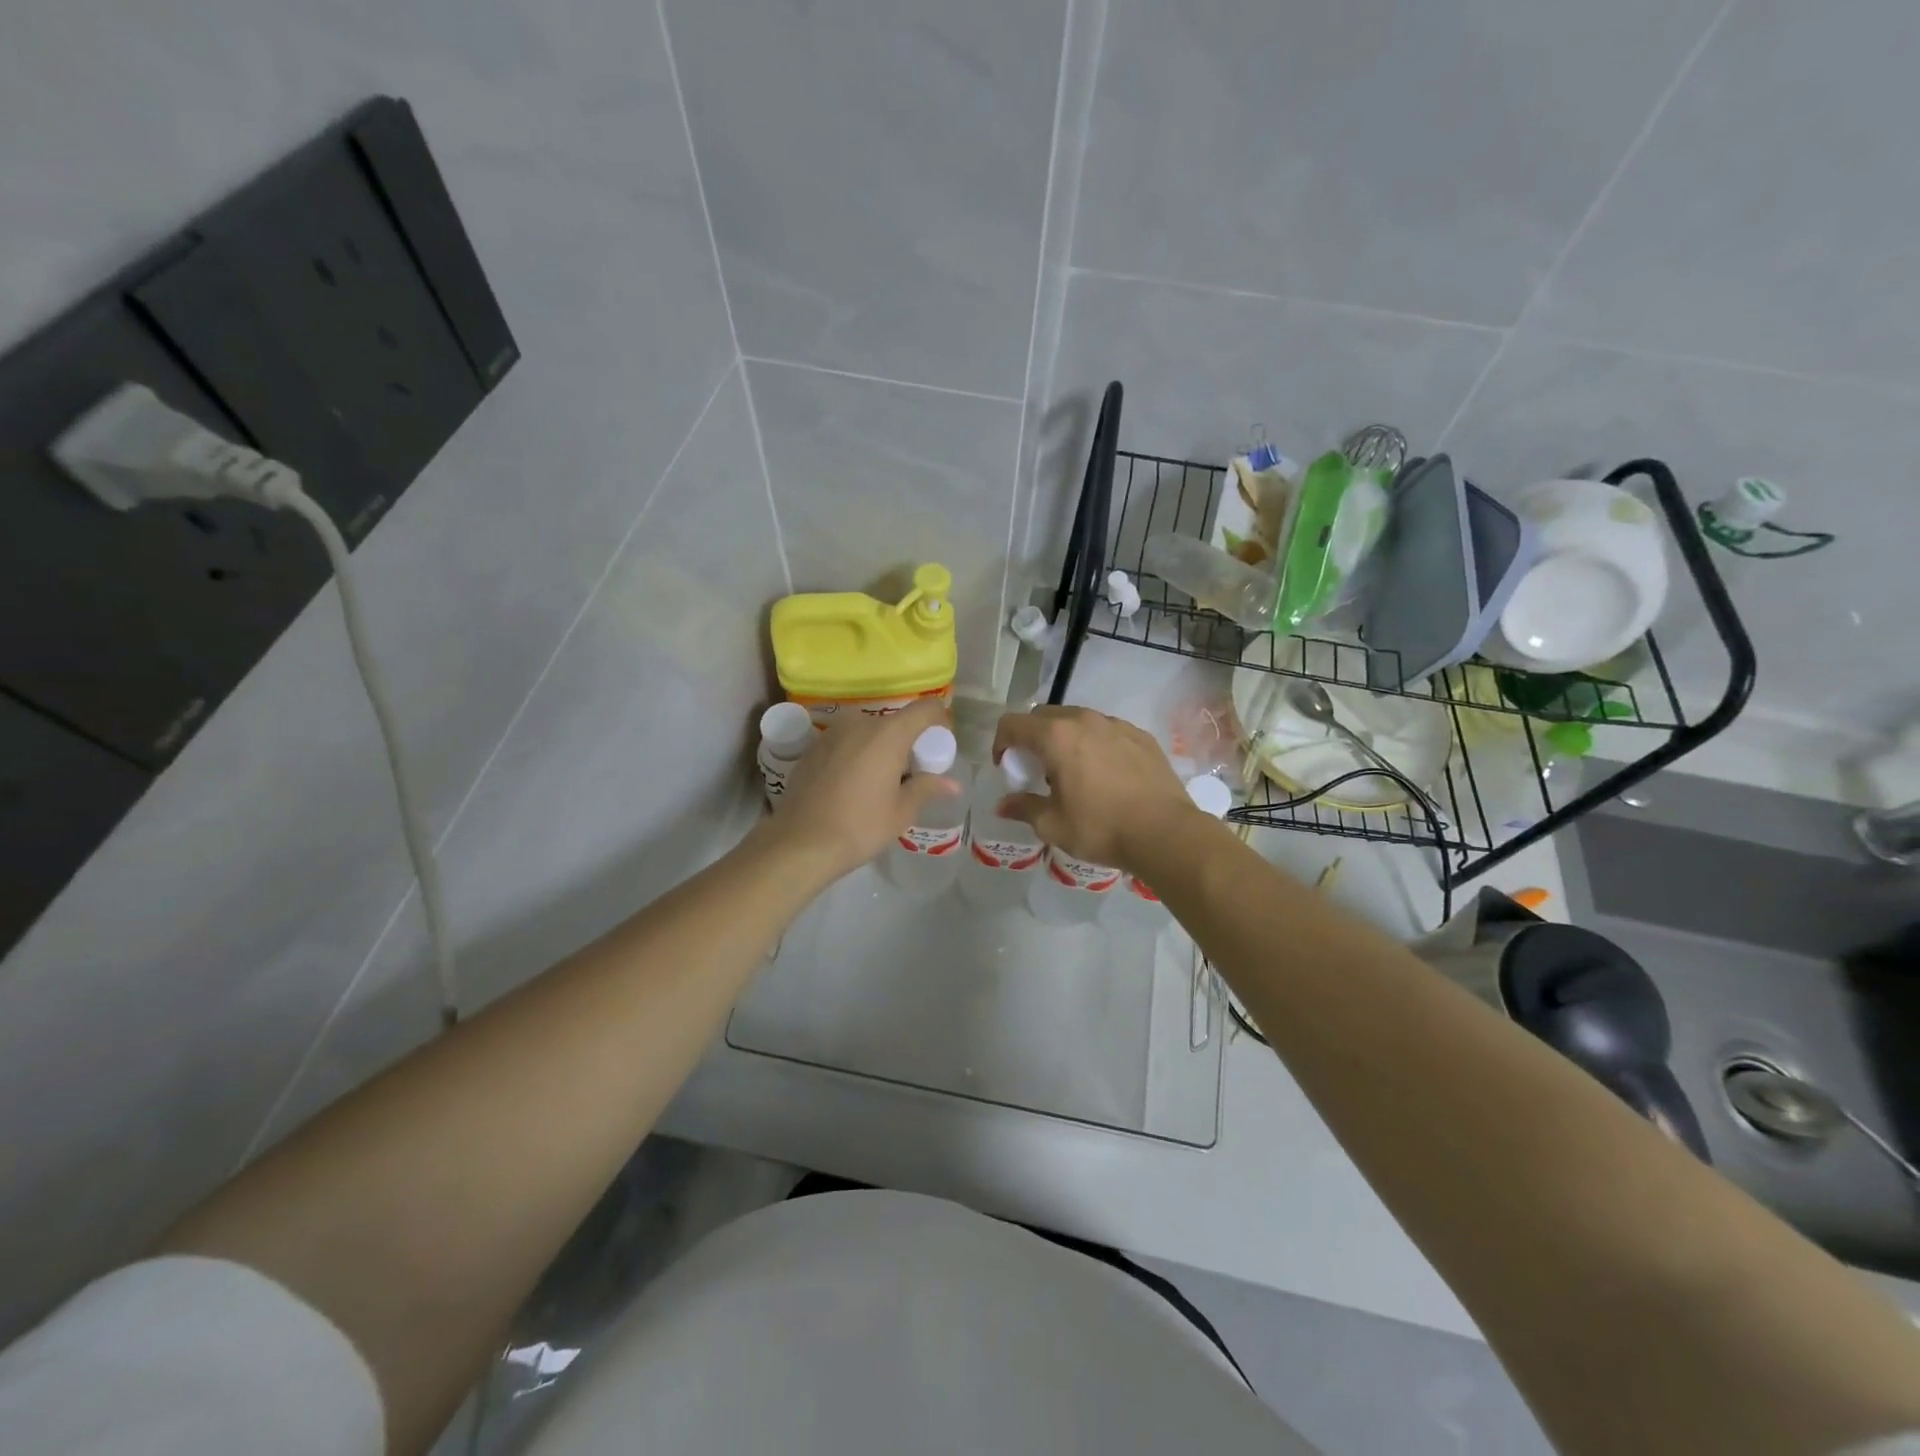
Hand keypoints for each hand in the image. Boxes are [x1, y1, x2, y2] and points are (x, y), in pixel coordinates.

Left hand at [769, 698, 960, 878]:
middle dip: (909, 743)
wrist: (799, 842)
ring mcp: (832, 733)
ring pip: (869, 732)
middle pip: (896, 722)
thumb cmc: (859, 826)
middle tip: (911, 776)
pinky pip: (847, 742)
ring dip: (881, 749)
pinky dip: (858, 755)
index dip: (940, 723)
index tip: (938, 750)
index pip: (926, 709)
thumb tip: (953, 784)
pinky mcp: (813, 747)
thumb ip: (927, 788)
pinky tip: (852, 786)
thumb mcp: (901, 812)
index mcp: (888, 734)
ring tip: (880, 783)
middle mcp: (860, 723)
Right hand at [992, 706, 1196, 872]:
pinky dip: (1094, 743)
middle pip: (1044, 716)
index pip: (1013, 724)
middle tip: (1036, 768)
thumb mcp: (1053, 824)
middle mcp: (1084, 720)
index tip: (1006, 766)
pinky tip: (1104, 773)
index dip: (1001, 743)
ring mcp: (1116, 725)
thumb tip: (1003, 805)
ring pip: (1077, 720)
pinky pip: (1106, 731)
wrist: (1165, 832)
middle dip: (1032, 737)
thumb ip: (1024, 808)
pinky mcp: (1141, 736)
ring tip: (1071, 771)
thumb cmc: (1101, 827)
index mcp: (1056, 736)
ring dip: (1064, 738)